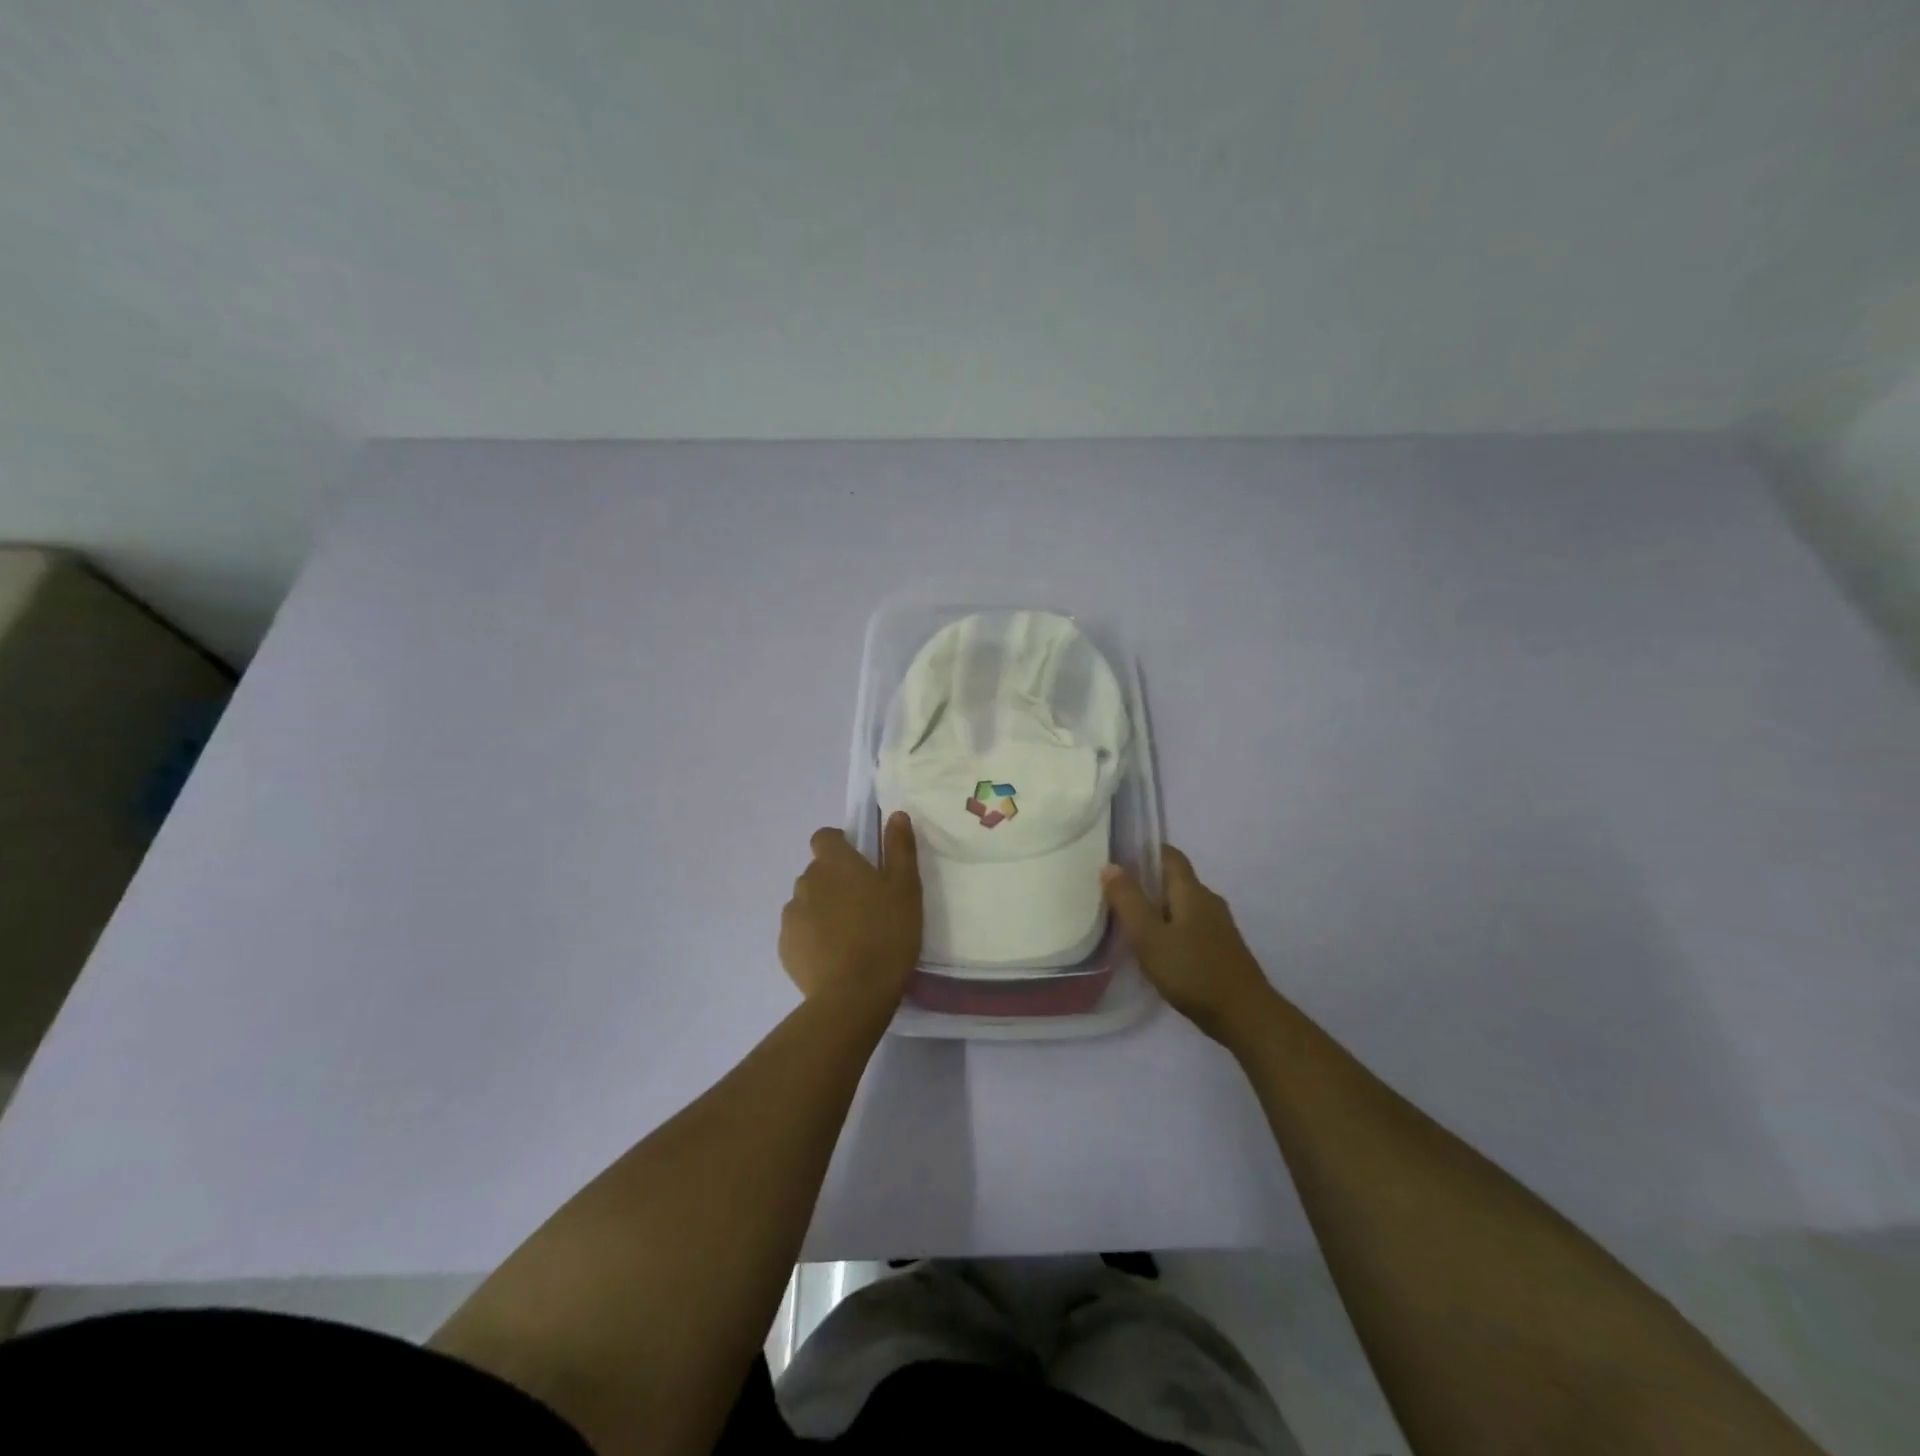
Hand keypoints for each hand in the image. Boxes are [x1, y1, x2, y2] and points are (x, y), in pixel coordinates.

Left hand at [780, 813, 922, 1016]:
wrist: (853, 995)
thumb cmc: (886, 934)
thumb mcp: (906, 888)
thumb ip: (900, 848)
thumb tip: (896, 814)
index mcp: (834, 862)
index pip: (825, 837)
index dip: (840, 845)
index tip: (861, 864)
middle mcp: (806, 881)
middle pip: (818, 871)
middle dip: (836, 882)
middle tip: (865, 906)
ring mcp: (791, 915)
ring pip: (808, 902)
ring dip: (824, 910)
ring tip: (851, 936)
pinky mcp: (785, 947)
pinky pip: (800, 932)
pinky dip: (813, 938)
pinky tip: (835, 957)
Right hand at [1101, 845, 1276, 1044]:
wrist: (1245, 1016)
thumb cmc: (1192, 971)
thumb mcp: (1149, 936)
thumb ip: (1128, 901)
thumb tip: (1111, 866)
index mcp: (1191, 891)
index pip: (1169, 856)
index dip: (1145, 851)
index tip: (1119, 859)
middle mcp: (1208, 901)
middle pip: (1175, 881)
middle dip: (1147, 884)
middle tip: (1116, 896)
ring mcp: (1219, 926)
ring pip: (1182, 906)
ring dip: (1158, 909)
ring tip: (1131, 925)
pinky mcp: (1222, 949)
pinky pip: (1191, 927)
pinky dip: (1171, 929)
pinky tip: (1157, 950)